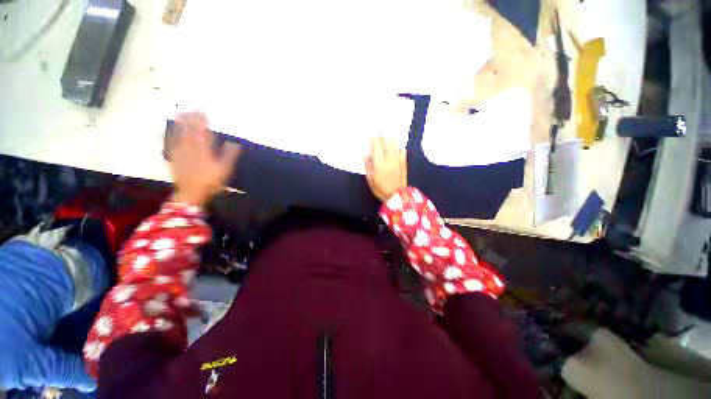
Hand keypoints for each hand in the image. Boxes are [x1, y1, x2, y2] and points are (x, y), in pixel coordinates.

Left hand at [167, 112, 240, 206]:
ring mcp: (179, 152)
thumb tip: (234, 144)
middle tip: (192, 110)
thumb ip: (229, 155)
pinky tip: (170, 131)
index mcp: (203, 149)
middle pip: (188, 130)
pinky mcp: (174, 158)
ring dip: (179, 124)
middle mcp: (189, 148)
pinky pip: (171, 143)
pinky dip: (171, 135)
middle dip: (190, 119)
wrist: (191, 193)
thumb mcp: (224, 170)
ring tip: (180, 114)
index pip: (202, 131)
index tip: (204, 113)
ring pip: (178, 134)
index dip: (202, 121)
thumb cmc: (210, 182)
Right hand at [365, 136, 406, 201]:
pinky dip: (398, 146)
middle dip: (382, 135)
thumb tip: (366, 154)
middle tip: (379, 130)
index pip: (376, 146)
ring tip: (387, 134)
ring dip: (390, 138)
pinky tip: (395, 145)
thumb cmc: (380, 189)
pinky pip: (401, 150)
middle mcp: (390, 158)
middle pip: (386, 142)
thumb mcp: (370, 179)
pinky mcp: (404, 162)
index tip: (369, 135)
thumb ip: (368, 165)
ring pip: (395, 144)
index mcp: (380, 163)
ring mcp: (398, 159)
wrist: (397, 195)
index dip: (372, 139)